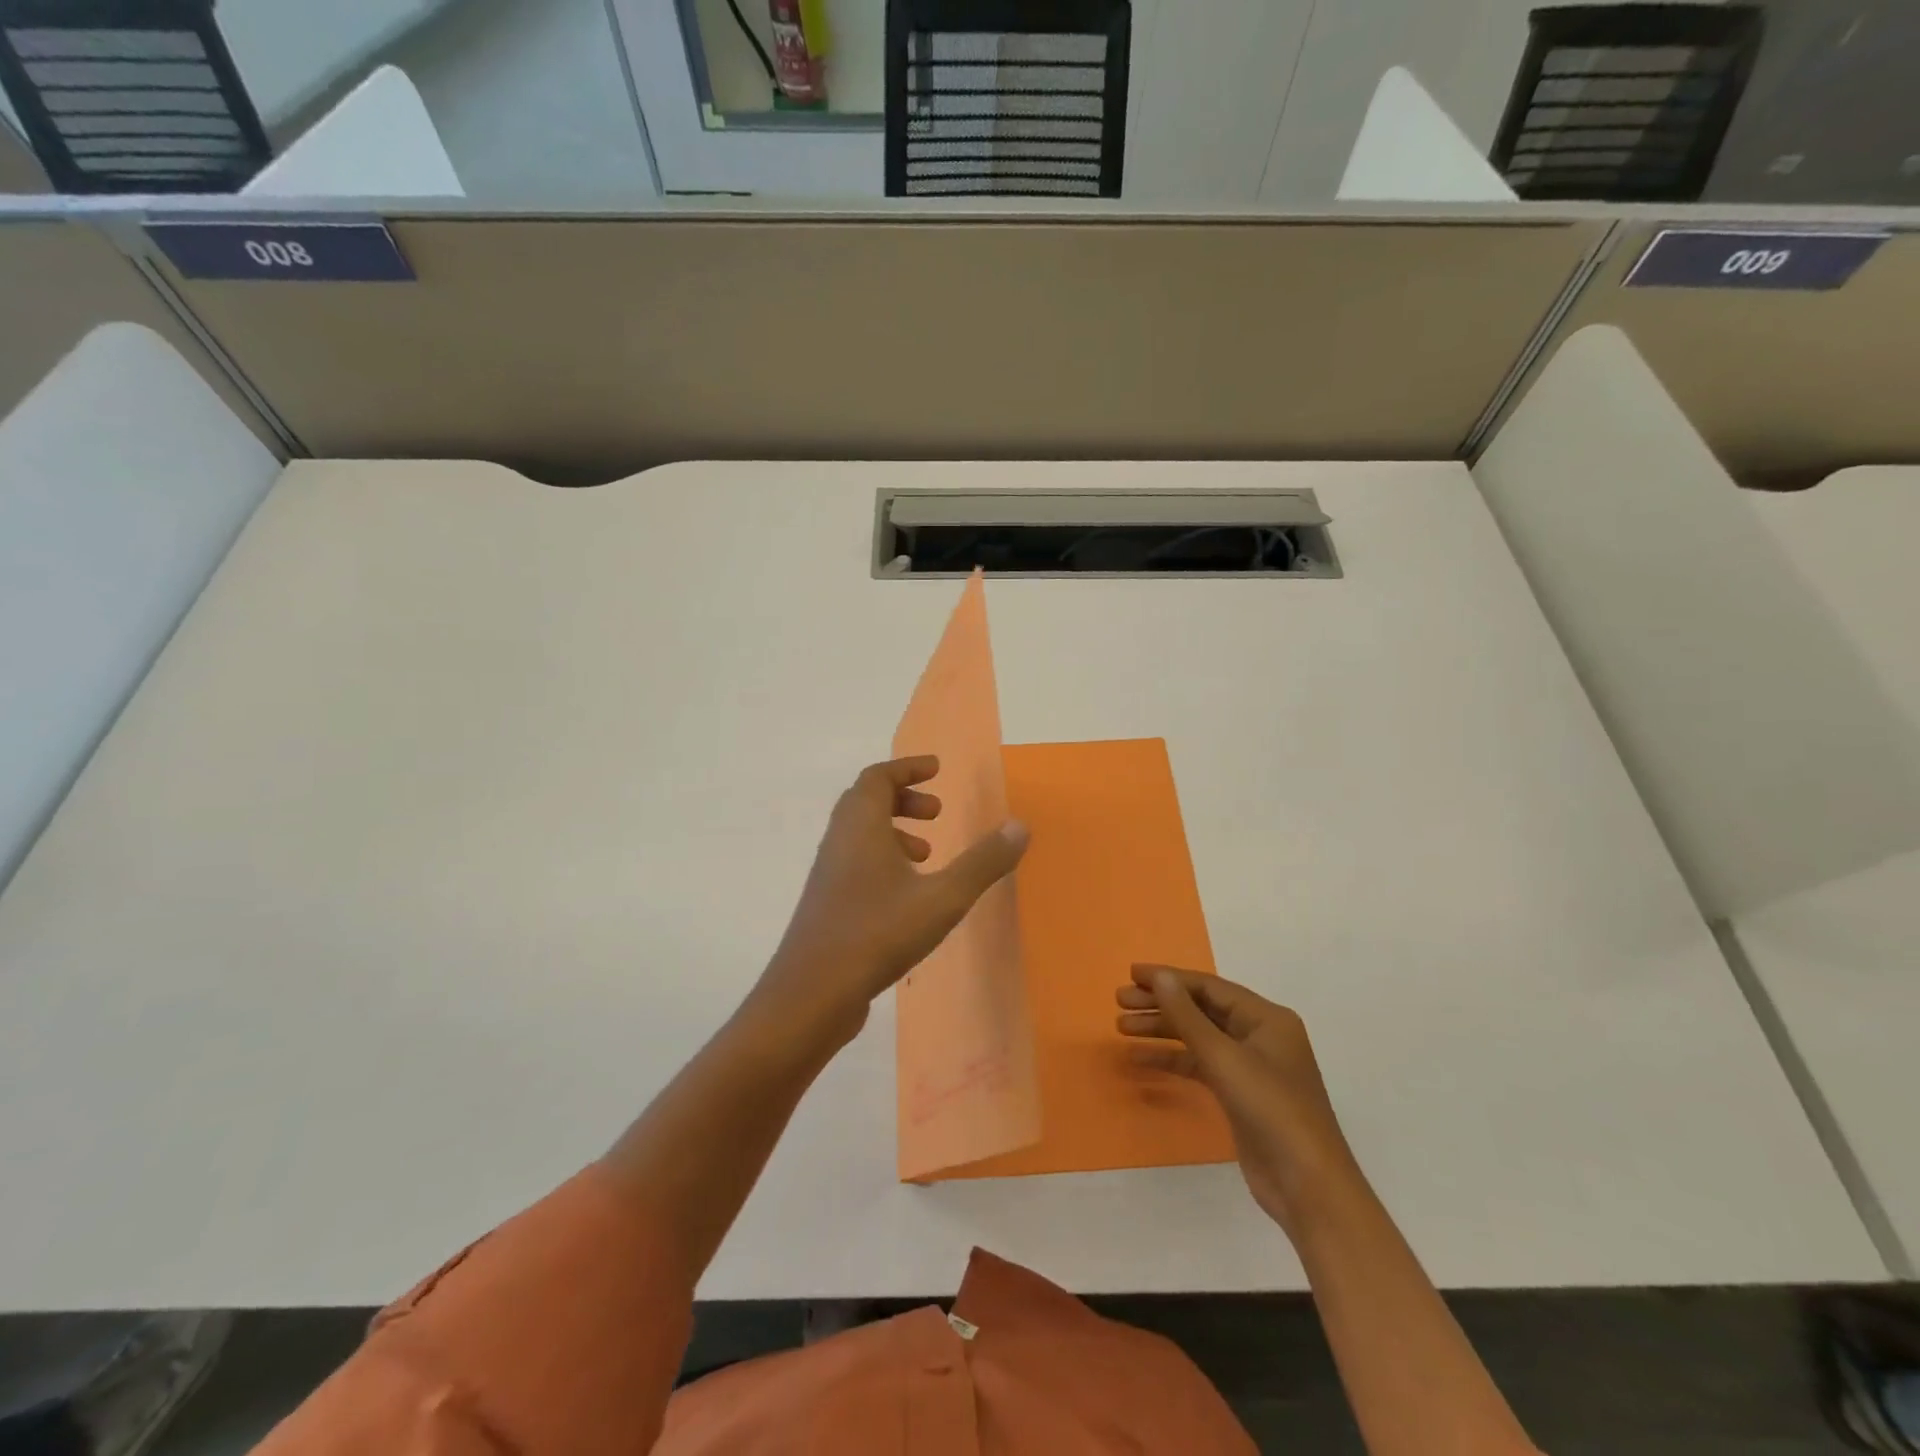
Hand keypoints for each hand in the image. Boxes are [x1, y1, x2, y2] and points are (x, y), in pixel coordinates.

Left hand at [750, 756, 1027, 1051]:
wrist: (811, 994)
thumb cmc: (877, 934)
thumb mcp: (942, 898)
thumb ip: (982, 863)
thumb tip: (1019, 826)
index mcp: (860, 827)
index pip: (878, 778)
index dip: (908, 768)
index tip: (937, 769)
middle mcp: (839, 842)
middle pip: (866, 801)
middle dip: (903, 798)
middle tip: (937, 812)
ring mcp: (829, 874)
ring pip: (859, 834)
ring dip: (893, 831)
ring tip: (927, 854)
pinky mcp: (827, 903)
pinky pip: (855, 862)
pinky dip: (882, 859)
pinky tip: (907, 894)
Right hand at [1116, 965, 1357, 1236]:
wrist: (1307, 1186)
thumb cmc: (1270, 1109)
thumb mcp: (1224, 1057)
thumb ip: (1187, 1016)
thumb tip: (1161, 977)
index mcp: (1266, 1018)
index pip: (1209, 987)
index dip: (1169, 978)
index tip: (1131, 974)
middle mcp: (1260, 1035)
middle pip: (1202, 1009)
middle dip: (1161, 1004)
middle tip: (1120, 1001)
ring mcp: (1250, 1067)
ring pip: (1198, 1037)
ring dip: (1161, 1030)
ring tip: (1121, 1027)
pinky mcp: (1240, 1094)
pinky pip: (1200, 1065)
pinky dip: (1172, 1059)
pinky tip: (1141, 1059)